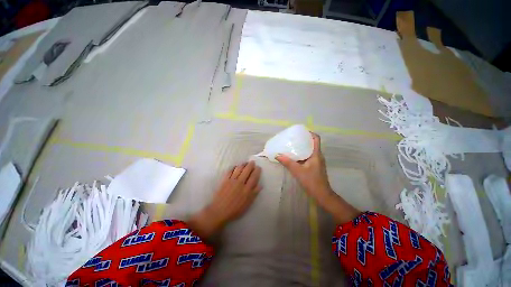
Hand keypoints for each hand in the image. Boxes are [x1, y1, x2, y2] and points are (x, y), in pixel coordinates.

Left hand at [189, 161, 261, 239]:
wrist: (220, 211)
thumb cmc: (235, 209)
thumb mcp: (247, 204)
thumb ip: (254, 193)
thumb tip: (260, 185)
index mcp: (247, 189)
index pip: (254, 177)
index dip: (257, 171)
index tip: (258, 167)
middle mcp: (240, 182)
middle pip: (247, 170)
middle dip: (251, 165)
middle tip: (252, 162)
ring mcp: (232, 180)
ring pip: (239, 169)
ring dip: (243, 164)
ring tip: (245, 163)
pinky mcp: (225, 180)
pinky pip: (230, 171)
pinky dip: (234, 167)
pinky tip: (235, 166)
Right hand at [276, 133, 332, 201]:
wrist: (322, 194)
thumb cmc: (311, 181)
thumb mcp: (297, 171)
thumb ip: (287, 162)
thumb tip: (277, 155)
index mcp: (316, 154)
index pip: (316, 139)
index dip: (310, 133)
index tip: (301, 132)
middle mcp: (318, 156)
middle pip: (312, 143)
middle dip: (303, 140)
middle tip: (293, 138)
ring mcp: (317, 161)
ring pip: (310, 150)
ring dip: (302, 147)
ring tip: (292, 146)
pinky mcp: (315, 166)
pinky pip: (308, 156)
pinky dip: (302, 154)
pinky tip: (294, 157)